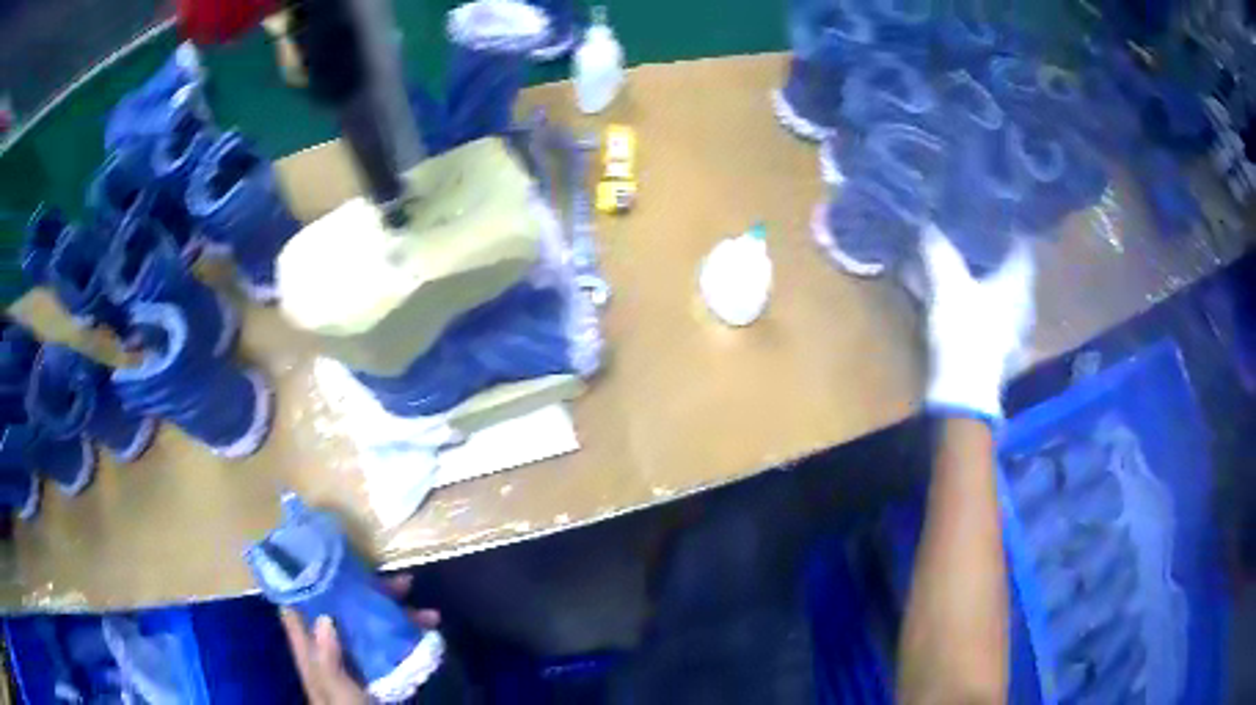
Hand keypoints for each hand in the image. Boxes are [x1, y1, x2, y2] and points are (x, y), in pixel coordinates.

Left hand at [279, 574, 440, 704]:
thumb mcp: (335, 691)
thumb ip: (326, 659)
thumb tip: (324, 617)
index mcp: (311, 648)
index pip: (300, 605)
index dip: (306, 579)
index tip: (323, 554)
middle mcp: (331, 646)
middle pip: (344, 608)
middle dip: (369, 592)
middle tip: (402, 582)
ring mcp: (355, 657)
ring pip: (370, 623)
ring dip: (397, 613)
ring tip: (428, 612)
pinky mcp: (377, 670)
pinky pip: (390, 643)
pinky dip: (408, 634)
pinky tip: (429, 632)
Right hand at [920, 226, 1035, 420]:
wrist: (962, 392)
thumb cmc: (963, 330)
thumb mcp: (946, 284)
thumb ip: (938, 251)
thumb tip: (928, 223)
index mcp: (1017, 283)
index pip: (1023, 246)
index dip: (1012, 229)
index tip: (999, 214)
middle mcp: (1022, 303)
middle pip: (1015, 270)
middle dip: (999, 253)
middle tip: (981, 234)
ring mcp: (1013, 329)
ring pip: (1004, 294)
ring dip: (990, 279)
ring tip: (971, 264)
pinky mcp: (998, 348)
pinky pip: (994, 314)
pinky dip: (983, 303)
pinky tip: (967, 300)